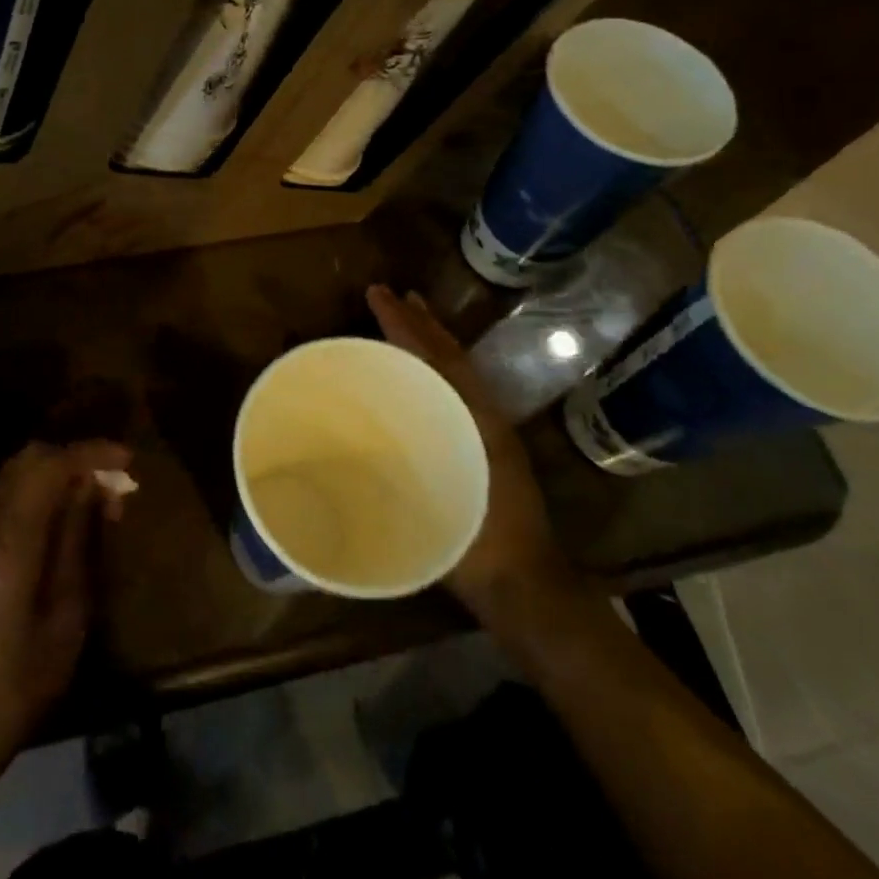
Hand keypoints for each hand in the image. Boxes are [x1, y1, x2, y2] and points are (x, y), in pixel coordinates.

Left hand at [0, 440, 129, 778]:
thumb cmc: (17, 684)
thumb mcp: (66, 615)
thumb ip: (77, 541)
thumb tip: (93, 488)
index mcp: (7, 542)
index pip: (50, 466)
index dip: (92, 454)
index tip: (128, 460)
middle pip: (29, 458)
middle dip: (75, 458)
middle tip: (115, 482)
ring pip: (15, 473)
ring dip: (57, 472)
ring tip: (96, 499)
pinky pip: (5, 495)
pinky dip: (38, 490)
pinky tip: (63, 516)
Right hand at [365, 285, 584, 620]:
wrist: (523, 584)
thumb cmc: (474, 545)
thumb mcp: (437, 502)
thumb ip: (403, 470)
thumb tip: (355, 439)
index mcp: (474, 419)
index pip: (437, 358)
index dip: (405, 325)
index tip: (378, 295)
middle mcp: (483, 415)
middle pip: (449, 355)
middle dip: (419, 322)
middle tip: (390, 294)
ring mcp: (488, 431)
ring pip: (456, 371)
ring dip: (431, 341)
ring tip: (408, 315)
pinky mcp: (486, 447)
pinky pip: (458, 392)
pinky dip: (437, 369)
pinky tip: (420, 373)